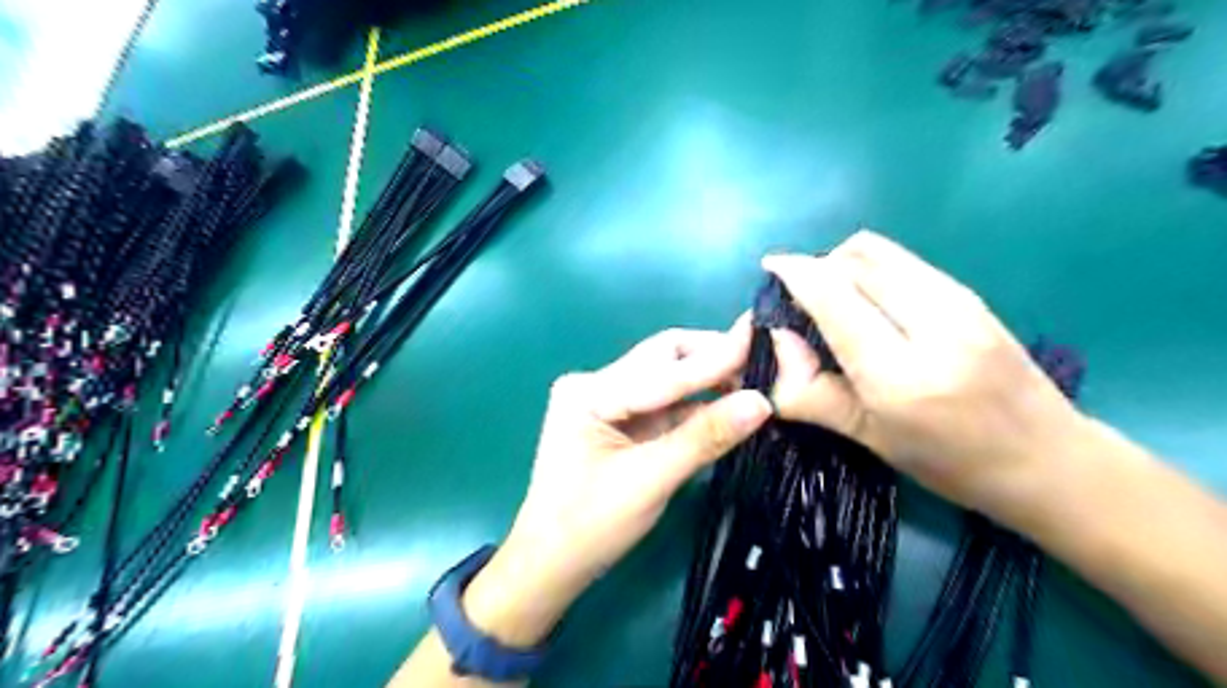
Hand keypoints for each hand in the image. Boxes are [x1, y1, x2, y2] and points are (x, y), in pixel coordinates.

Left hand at [459, 326, 763, 646]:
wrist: (551, 566)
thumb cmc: (590, 527)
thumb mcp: (650, 481)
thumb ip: (704, 438)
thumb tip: (761, 403)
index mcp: (589, 393)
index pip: (663, 371)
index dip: (716, 358)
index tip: (762, 341)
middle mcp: (595, 384)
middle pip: (663, 359)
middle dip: (712, 359)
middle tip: (763, 362)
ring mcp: (607, 401)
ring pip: (668, 379)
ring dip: (708, 381)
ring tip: (756, 381)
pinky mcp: (620, 421)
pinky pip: (665, 404)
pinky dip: (696, 406)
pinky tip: (728, 406)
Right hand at [763, 231, 1091, 526]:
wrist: (1049, 459)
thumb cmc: (950, 463)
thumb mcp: (867, 438)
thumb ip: (810, 391)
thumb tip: (779, 341)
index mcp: (900, 373)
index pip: (834, 297)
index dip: (795, 273)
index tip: (770, 268)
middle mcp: (932, 324)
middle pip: (855, 260)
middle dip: (816, 267)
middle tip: (800, 298)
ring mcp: (958, 301)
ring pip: (879, 251)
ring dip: (842, 262)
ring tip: (830, 297)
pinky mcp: (970, 293)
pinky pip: (903, 261)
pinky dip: (869, 268)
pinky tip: (866, 301)